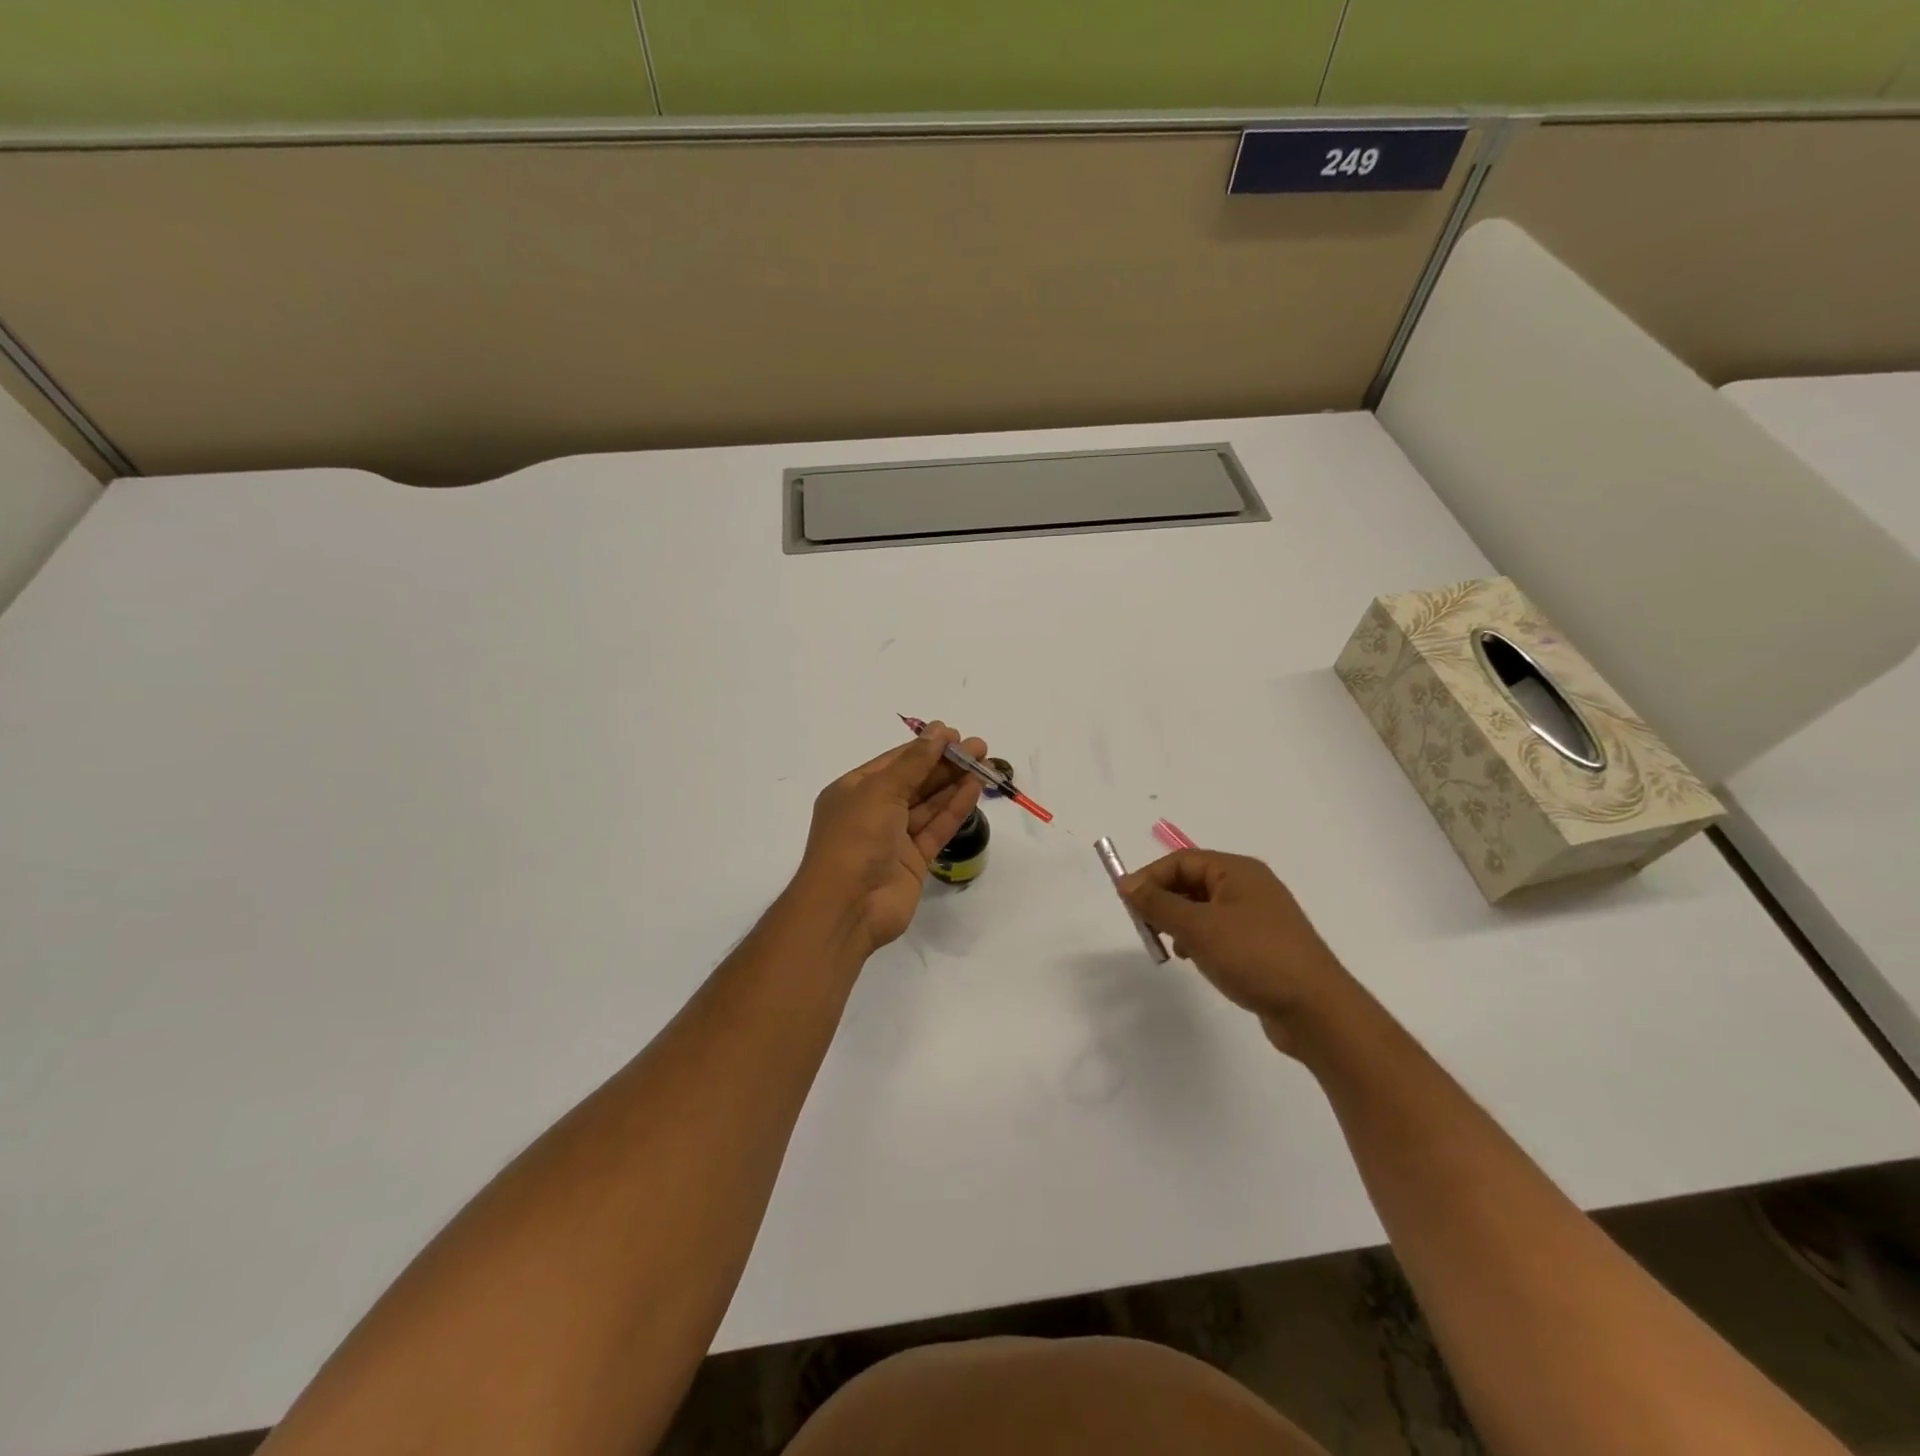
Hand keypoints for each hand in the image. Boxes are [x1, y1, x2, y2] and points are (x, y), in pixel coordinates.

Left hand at [795, 723, 986, 955]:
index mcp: (854, 791)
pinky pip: (936, 829)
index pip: (894, 762)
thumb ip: (913, 763)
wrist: (848, 907)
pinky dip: (954, 809)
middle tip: (979, 748)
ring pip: (929, 805)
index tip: (954, 734)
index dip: (925, 747)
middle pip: (915, 781)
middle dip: (945, 763)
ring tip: (984, 765)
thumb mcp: (880, 791)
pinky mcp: (913, 861)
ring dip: (954, 784)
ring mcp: (894, 838)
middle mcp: (873, 812)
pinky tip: (974, 790)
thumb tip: (938, 731)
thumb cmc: (855, 838)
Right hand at [1121, 850, 1354, 1054]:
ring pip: (1203, 908)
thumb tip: (1126, 883)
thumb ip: (1158, 903)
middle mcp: (1249, 886)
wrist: (1316, 1010)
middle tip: (1145, 929)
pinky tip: (1195, 960)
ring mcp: (1258, 916)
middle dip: (1164, 902)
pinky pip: (1219, 931)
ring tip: (1169, 948)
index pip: (1181, 861)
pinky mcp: (1262, 945)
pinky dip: (1199, 940)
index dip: (1150, 878)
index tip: (1127, 905)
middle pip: (1192, 882)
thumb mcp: (1198, 928)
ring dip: (1179, 923)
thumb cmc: (1254, 957)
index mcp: (1238, 871)